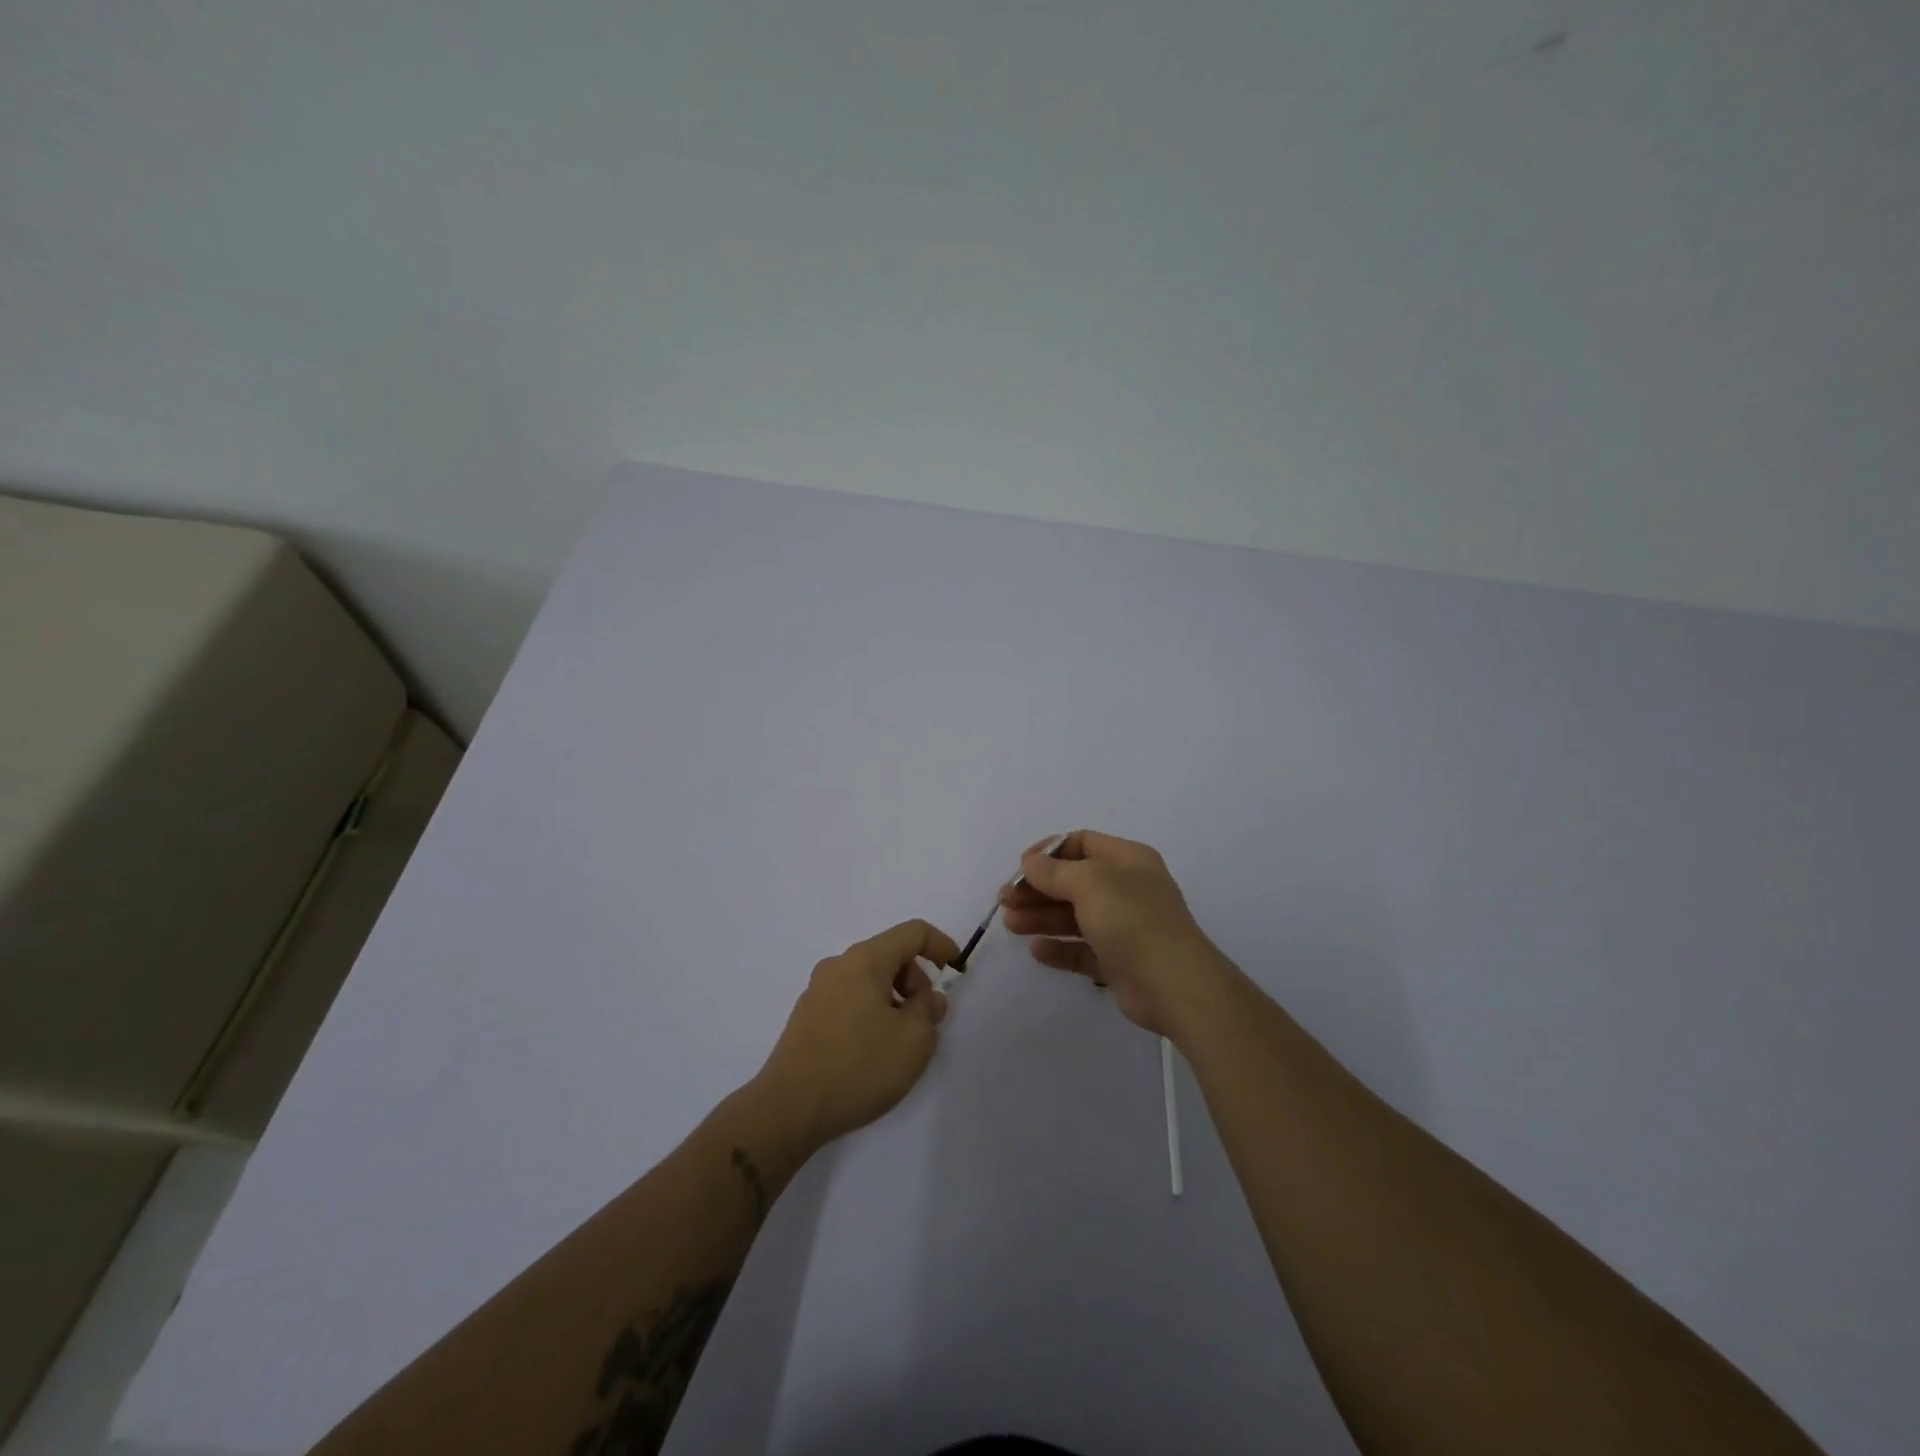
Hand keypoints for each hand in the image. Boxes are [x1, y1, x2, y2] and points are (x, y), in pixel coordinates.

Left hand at [754, 919, 958, 1147]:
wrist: (787, 1110)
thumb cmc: (858, 1067)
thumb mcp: (913, 1040)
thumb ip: (930, 1011)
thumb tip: (927, 999)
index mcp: (864, 960)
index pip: (912, 932)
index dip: (940, 944)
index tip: (956, 971)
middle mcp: (838, 966)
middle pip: (890, 956)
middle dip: (917, 982)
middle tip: (927, 1023)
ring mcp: (818, 992)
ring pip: (870, 981)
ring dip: (895, 1001)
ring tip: (901, 1045)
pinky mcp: (807, 1018)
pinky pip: (851, 1000)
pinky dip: (872, 1014)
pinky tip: (873, 1054)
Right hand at [999, 830, 1241, 1037]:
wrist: (1174, 985)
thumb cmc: (1132, 920)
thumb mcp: (1089, 883)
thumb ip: (1054, 871)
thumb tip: (1030, 862)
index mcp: (1127, 860)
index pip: (1081, 843)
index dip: (1048, 852)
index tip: (1020, 868)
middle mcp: (1126, 889)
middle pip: (1073, 881)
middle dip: (1037, 888)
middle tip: (1005, 900)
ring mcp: (1124, 927)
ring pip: (1074, 916)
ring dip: (1041, 917)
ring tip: (1010, 924)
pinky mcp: (1119, 961)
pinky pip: (1082, 949)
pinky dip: (1059, 948)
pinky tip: (1036, 951)